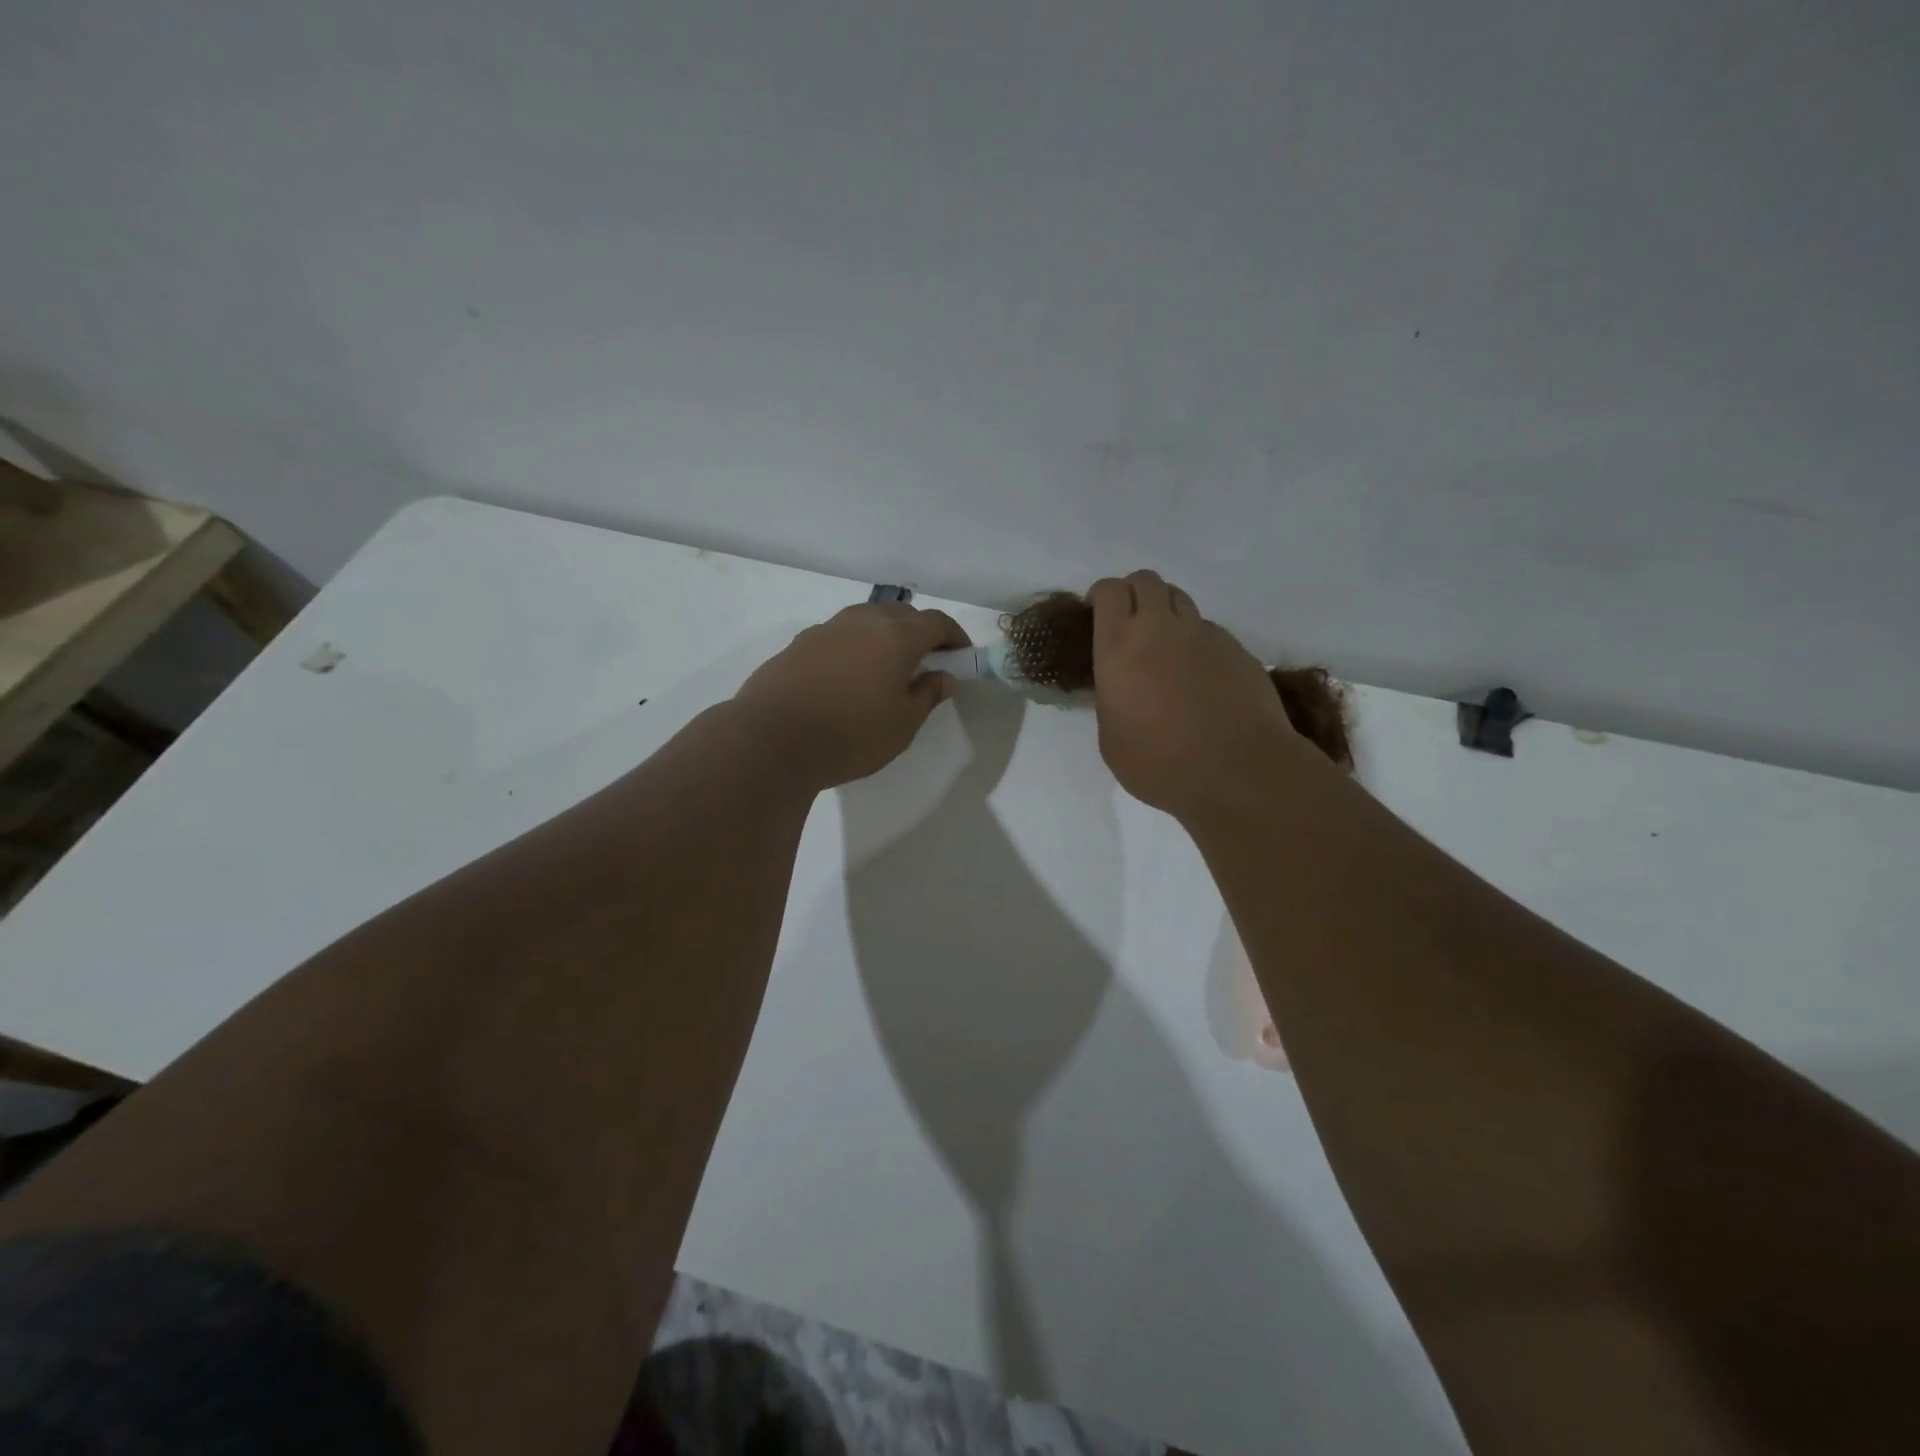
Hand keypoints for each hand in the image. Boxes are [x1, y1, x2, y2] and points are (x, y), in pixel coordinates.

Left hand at [733, 603, 970, 788]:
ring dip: (885, 635)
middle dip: (921, 632)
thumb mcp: (902, 724)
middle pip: (901, 614)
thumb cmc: (851, 735)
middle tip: (928, 661)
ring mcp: (826, 629)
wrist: (771, 740)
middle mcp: (861, 621)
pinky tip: (848, 677)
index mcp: (895, 636)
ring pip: (866, 620)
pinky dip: (854, 647)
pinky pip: (839, 636)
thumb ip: (927, 695)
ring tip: (887, 667)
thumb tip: (945, 677)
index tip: (962, 655)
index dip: (954, 636)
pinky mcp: (798, 645)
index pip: (936, 622)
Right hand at [1088, 570, 1307, 820]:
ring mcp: (1203, 634)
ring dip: (1166, 612)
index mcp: (1119, 647)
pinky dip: (1197, 641)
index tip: (1098, 614)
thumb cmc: (1160, 764)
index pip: (1109, 591)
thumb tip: (1119, 687)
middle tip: (1131, 624)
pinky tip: (1200, 675)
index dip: (1102, 596)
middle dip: (1134, 593)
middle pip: (1146, 581)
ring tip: (1166, 647)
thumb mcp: (1111, 738)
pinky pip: (1209, 629)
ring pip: (1180, 599)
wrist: (1238, 770)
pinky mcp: (1237, 648)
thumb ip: (1111, 699)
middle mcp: (1160, 628)